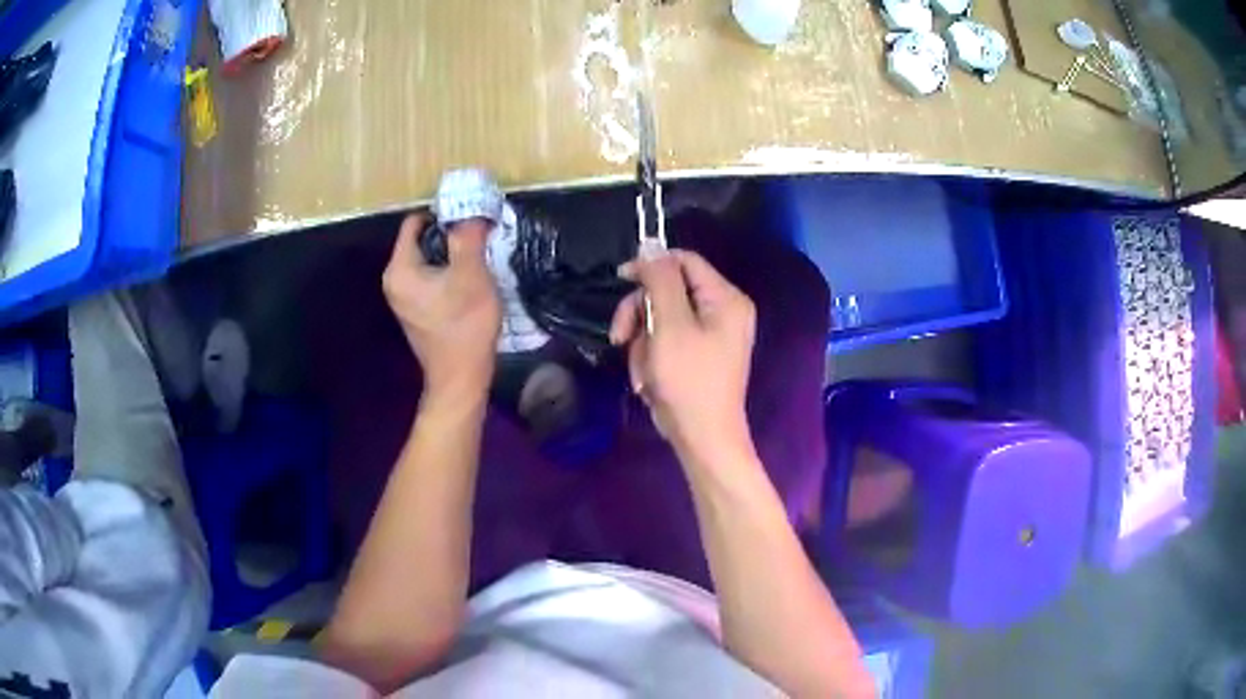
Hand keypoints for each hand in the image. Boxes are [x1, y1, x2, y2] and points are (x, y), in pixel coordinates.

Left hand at [383, 214, 500, 399]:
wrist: (461, 377)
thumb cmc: (464, 324)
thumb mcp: (471, 273)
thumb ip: (468, 237)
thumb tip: (471, 212)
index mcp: (400, 269)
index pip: (414, 223)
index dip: (442, 215)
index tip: (469, 218)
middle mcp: (394, 281)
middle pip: (420, 241)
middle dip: (448, 235)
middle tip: (478, 236)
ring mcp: (403, 298)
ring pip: (427, 261)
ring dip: (450, 255)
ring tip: (478, 257)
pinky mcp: (415, 311)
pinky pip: (429, 279)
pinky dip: (447, 273)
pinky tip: (469, 281)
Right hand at [610, 250, 756, 463]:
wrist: (703, 439)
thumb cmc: (689, 382)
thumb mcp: (670, 326)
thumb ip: (660, 282)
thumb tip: (650, 247)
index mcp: (725, 298)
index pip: (685, 261)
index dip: (651, 266)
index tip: (620, 279)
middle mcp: (723, 311)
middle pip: (669, 290)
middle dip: (641, 315)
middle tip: (620, 337)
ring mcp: (712, 335)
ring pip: (661, 318)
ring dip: (642, 342)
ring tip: (642, 371)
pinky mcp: (699, 355)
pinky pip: (667, 341)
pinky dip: (651, 358)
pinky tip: (648, 381)